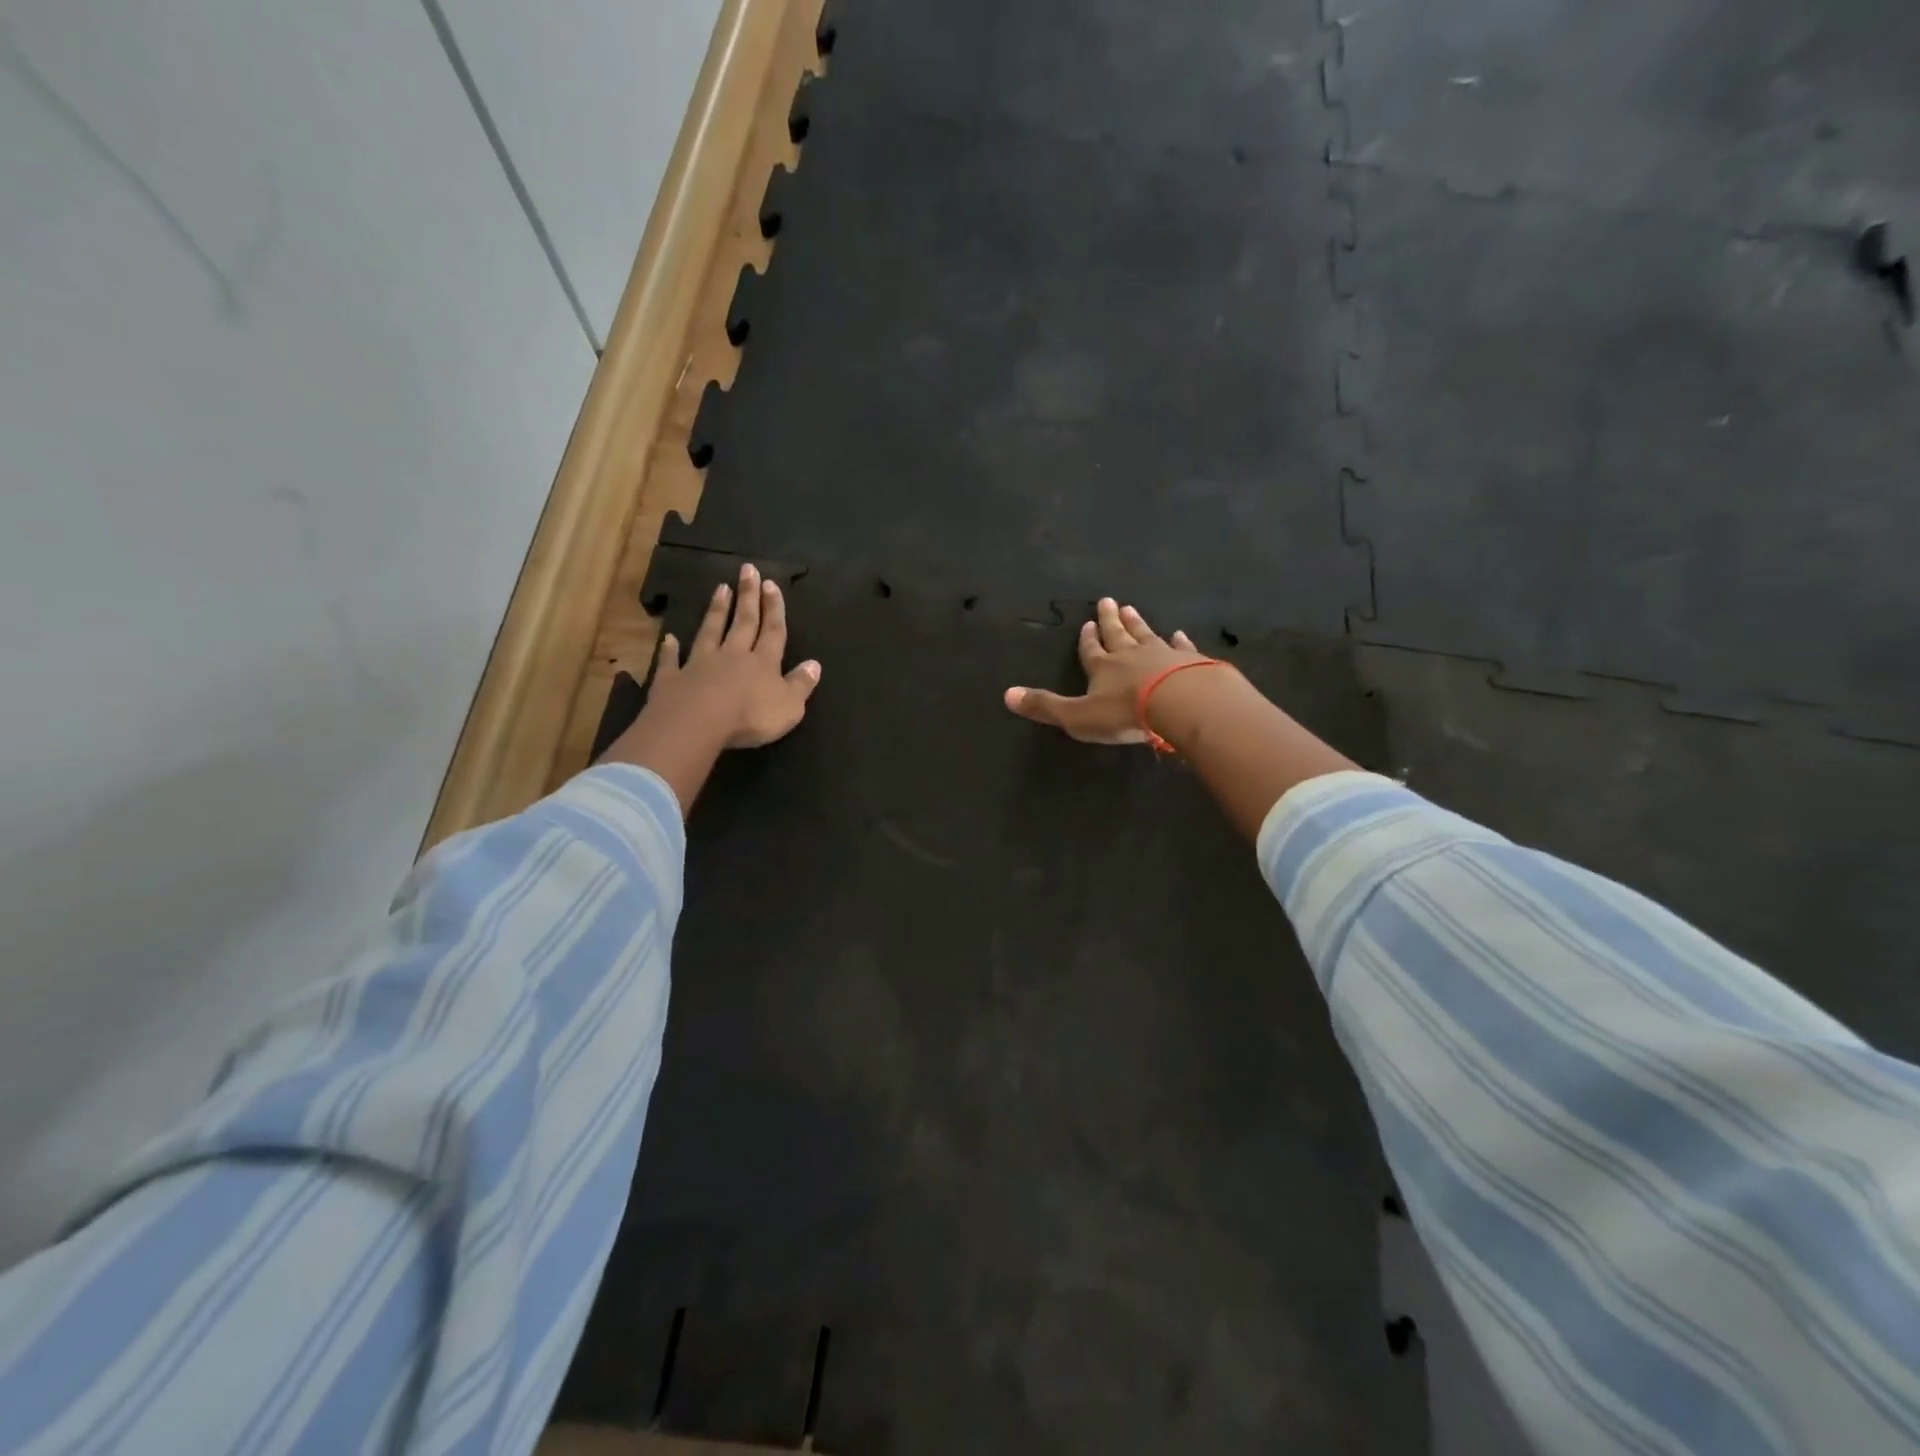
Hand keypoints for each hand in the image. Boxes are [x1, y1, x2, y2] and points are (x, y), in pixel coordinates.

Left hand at [597, 562, 819, 813]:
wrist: (696, 723)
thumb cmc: (750, 717)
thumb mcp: (789, 706)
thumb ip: (801, 685)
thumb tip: (814, 664)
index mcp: (763, 662)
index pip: (772, 631)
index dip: (774, 608)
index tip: (771, 583)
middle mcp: (733, 655)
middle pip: (743, 622)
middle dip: (748, 596)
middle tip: (747, 570)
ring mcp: (700, 664)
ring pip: (711, 632)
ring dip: (717, 611)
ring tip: (720, 588)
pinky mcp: (673, 679)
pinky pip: (672, 661)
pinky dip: (671, 650)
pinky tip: (669, 639)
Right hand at [1003, 597, 1211, 744]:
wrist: (1181, 703)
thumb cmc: (1125, 713)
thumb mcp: (1078, 716)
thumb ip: (1046, 706)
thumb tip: (1007, 695)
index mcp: (1103, 668)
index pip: (1091, 650)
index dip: (1088, 640)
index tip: (1088, 625)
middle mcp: (1131, 655)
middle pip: (1118, 634)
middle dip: (1111, 621)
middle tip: (1109, 601)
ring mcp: (1163, 655)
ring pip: (1146, 635)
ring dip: (1138, 624)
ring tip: (1132, 609)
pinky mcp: (1191, 662)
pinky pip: (1182, 647)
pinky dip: (1179, 641)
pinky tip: (1179, 634)